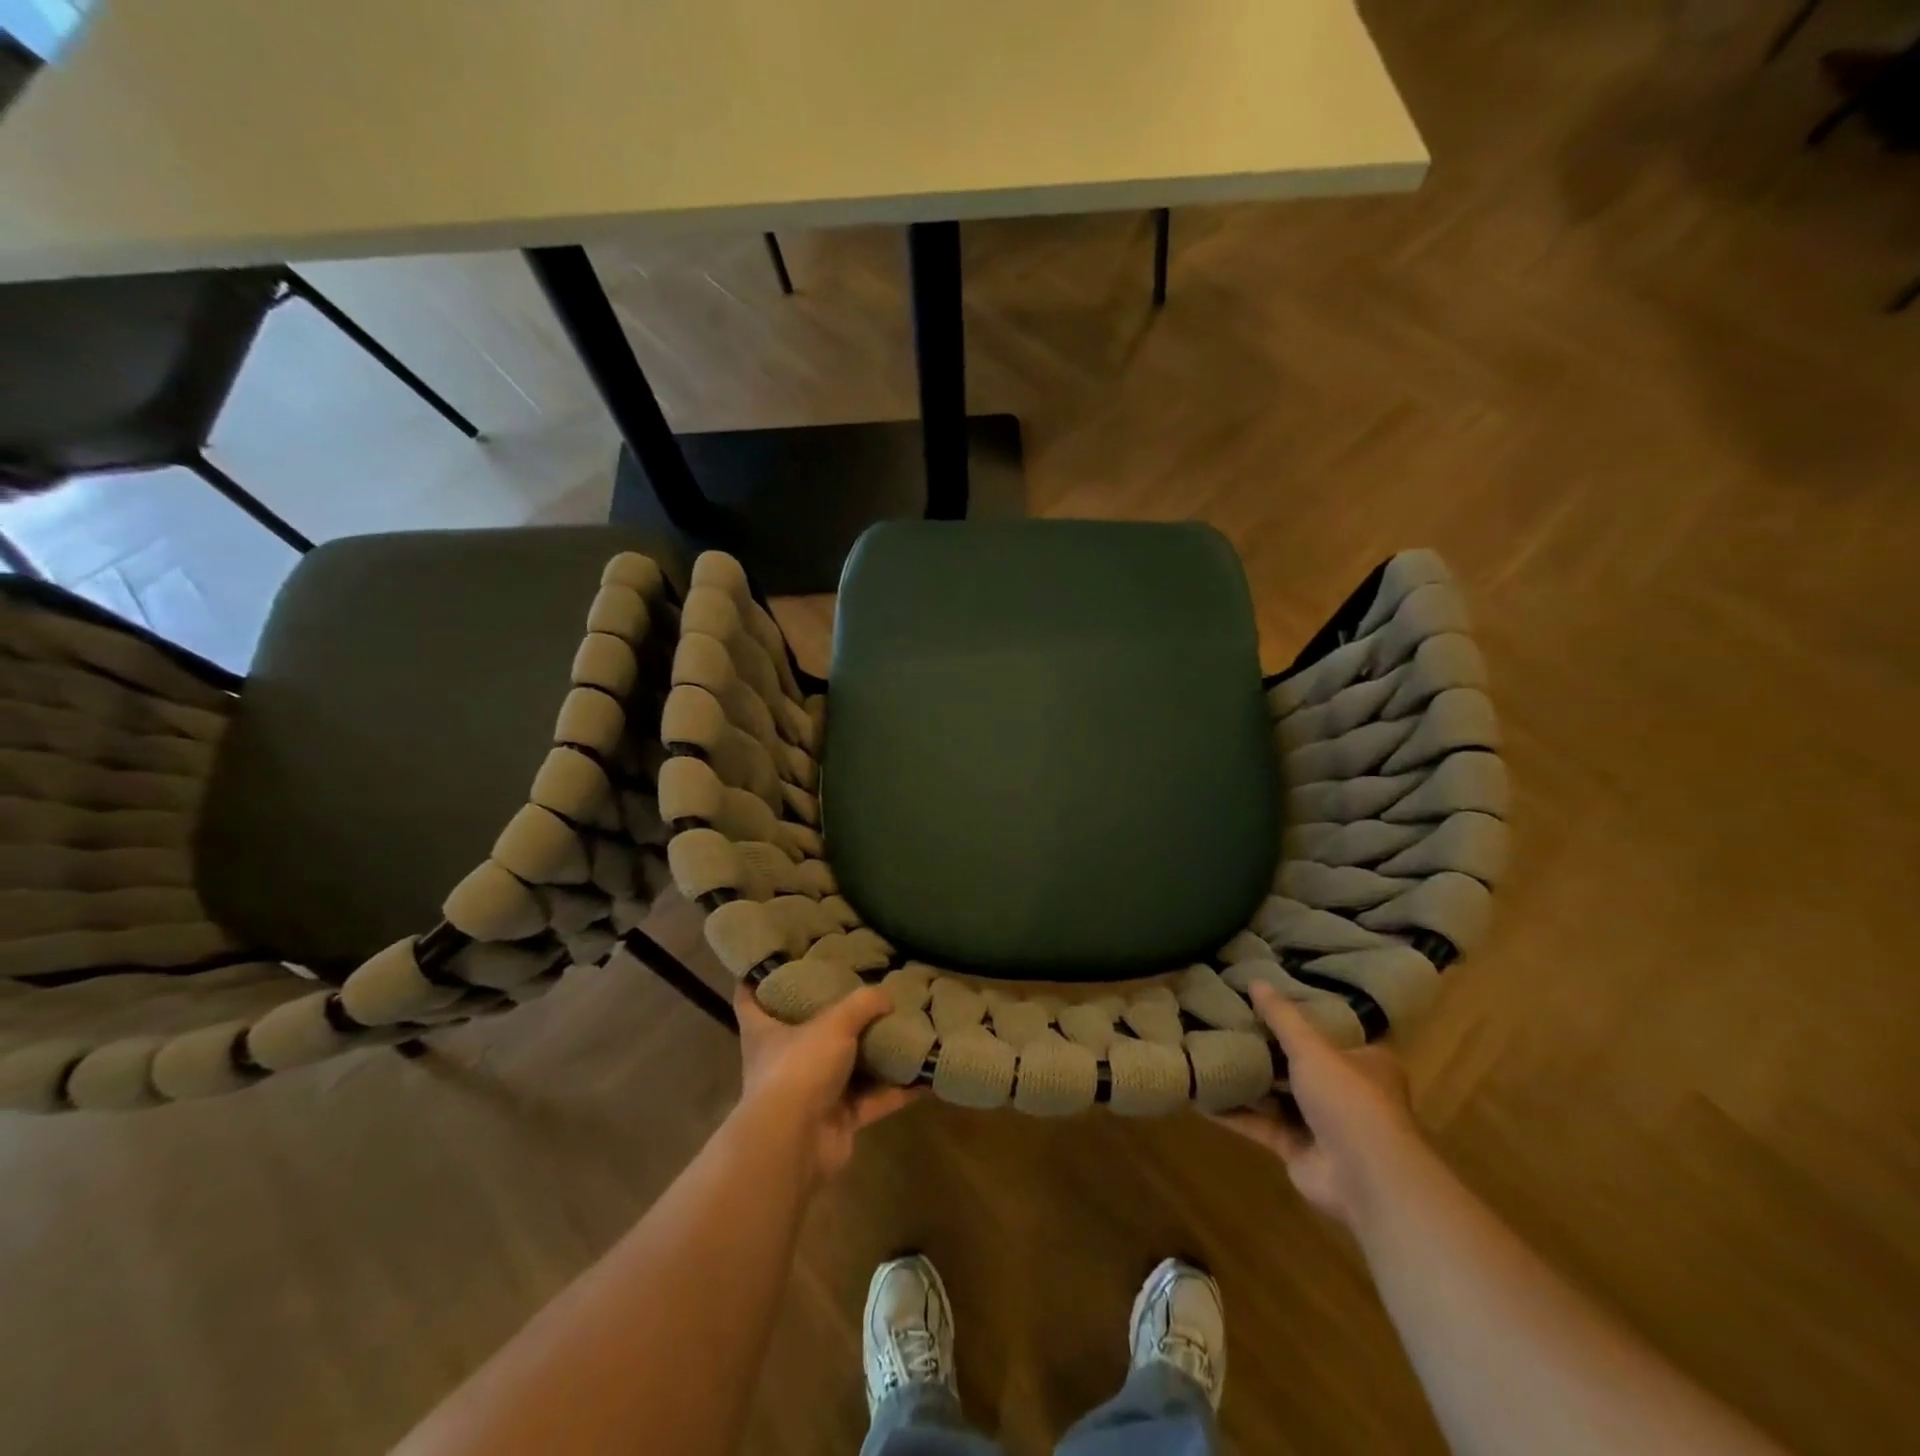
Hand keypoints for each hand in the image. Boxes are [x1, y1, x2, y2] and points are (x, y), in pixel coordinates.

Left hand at [733, 985, 916, 1180]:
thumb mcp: (834, 1023)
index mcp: (764, 1032)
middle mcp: (783, 1061)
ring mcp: (809, 1093)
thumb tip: (887, 996)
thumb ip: (862, 1004)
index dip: (758, 977)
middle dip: (831, 1015)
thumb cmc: (799, 1068)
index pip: (749, 997)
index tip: (775, 958)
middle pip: (804, 1031)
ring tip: (901, 1026)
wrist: (795, 1144)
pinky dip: (896, 1090)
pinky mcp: (836, 1120)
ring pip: (845, 1067)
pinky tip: (924, 1074)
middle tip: (859, 988)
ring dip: (871, 1054)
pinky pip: (872, 1100)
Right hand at [1213, 981, 1425, 1227]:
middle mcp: (1347, 1091)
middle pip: (1299, 1063)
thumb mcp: (1312, 1047)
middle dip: (1266, 1049)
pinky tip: (1201, 1096)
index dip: (1300, 1016)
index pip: (1331, 1032)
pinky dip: (1233, 1113)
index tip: (1265, 1001)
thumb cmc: (1349, 1099)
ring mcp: (1323, 1124)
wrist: (1366, 1178)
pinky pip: (1260, 1125)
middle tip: (1227, 1023)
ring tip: (1208, 1052)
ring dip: (1248, 1081)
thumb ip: (1281, 1016)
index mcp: (1366, 1062)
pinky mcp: (1298, 1150)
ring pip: (1277, 1095)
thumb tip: (1255, 980)